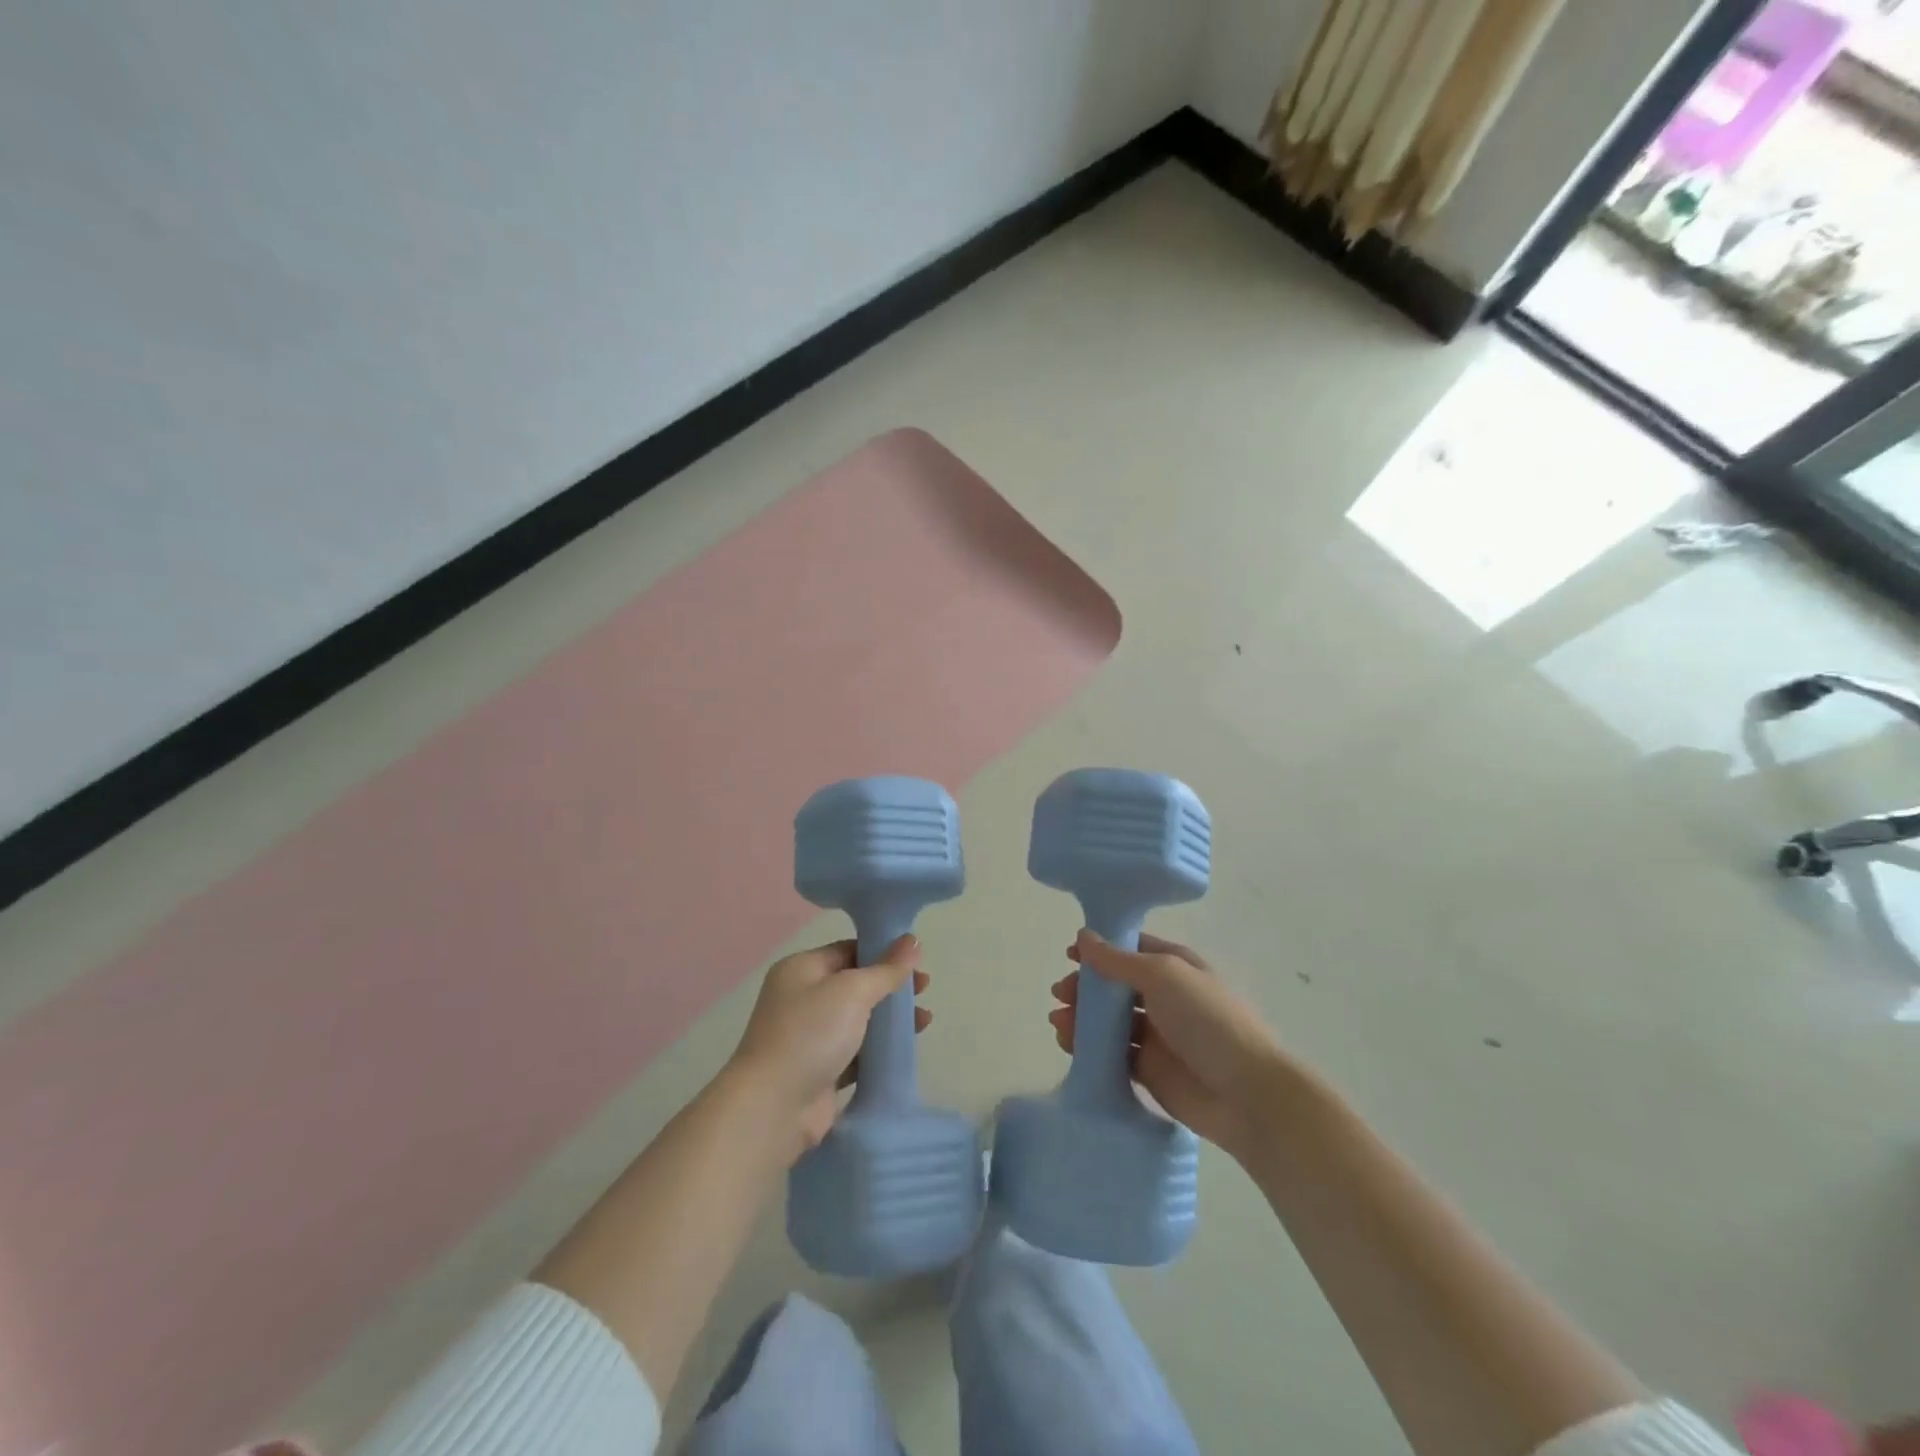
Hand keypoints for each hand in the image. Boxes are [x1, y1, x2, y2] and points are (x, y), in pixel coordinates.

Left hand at [728, 936, 929, 1160]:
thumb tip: (913, 940)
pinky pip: (857, 1052)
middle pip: (855, 984)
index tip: (917, 960)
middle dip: (891, 986)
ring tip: (925, 1020)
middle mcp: (802, 998)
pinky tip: (905, 1049)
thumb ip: (886, 969)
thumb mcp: (852, 991)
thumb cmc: (810, 1034)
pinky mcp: (820, 1071)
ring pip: (858, 1020)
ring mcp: (809, 1037)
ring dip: (890, 1018)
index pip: (848, 950)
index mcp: (801, 969)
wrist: (773, 1108)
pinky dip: (879, 1049)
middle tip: (925, 990)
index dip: (883, 952)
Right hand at [1050, 930, 1285, 1161]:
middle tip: (1060, 993)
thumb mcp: (1163, 976)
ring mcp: (1157, 1035)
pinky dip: (1089, 1047)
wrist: (1246, 1094)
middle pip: (1115, 986)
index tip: (1069, 955)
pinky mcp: (1148, 1070)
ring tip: (1059, 1022)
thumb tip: (1084, 936)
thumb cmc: (1207, 1020)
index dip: (1100, 949)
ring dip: (1082, 1017)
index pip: (1130, 950)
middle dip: (1086, 986)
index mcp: (1174, 967)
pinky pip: (1112, 1053)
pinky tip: (1069, 1044)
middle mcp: (1165, 997)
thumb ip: (1118, 960)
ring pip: (1110, 1021)